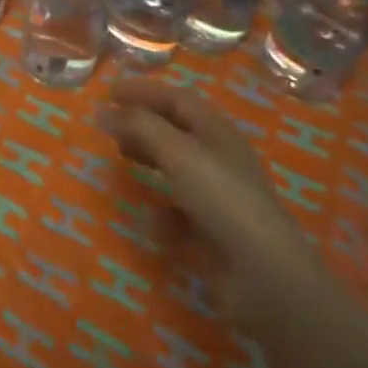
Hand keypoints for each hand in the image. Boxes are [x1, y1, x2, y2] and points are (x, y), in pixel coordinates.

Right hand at [99, 78, 316, 290]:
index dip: (145, 92)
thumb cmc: (223, 200)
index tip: (109, 92)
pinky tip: (151, 219)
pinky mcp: (215, 234)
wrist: (264, 275)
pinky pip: (181, 213)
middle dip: (144, 124)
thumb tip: (103, 111)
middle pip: (178, 132)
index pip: (179, 100)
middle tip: (110, 127)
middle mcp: (221, 161)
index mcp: (219, 134)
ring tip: (123, 160)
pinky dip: (163, 211)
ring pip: (178, 169)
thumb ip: (140, 127)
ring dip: (150, 160)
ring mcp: (220, 199)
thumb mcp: (178, 153)